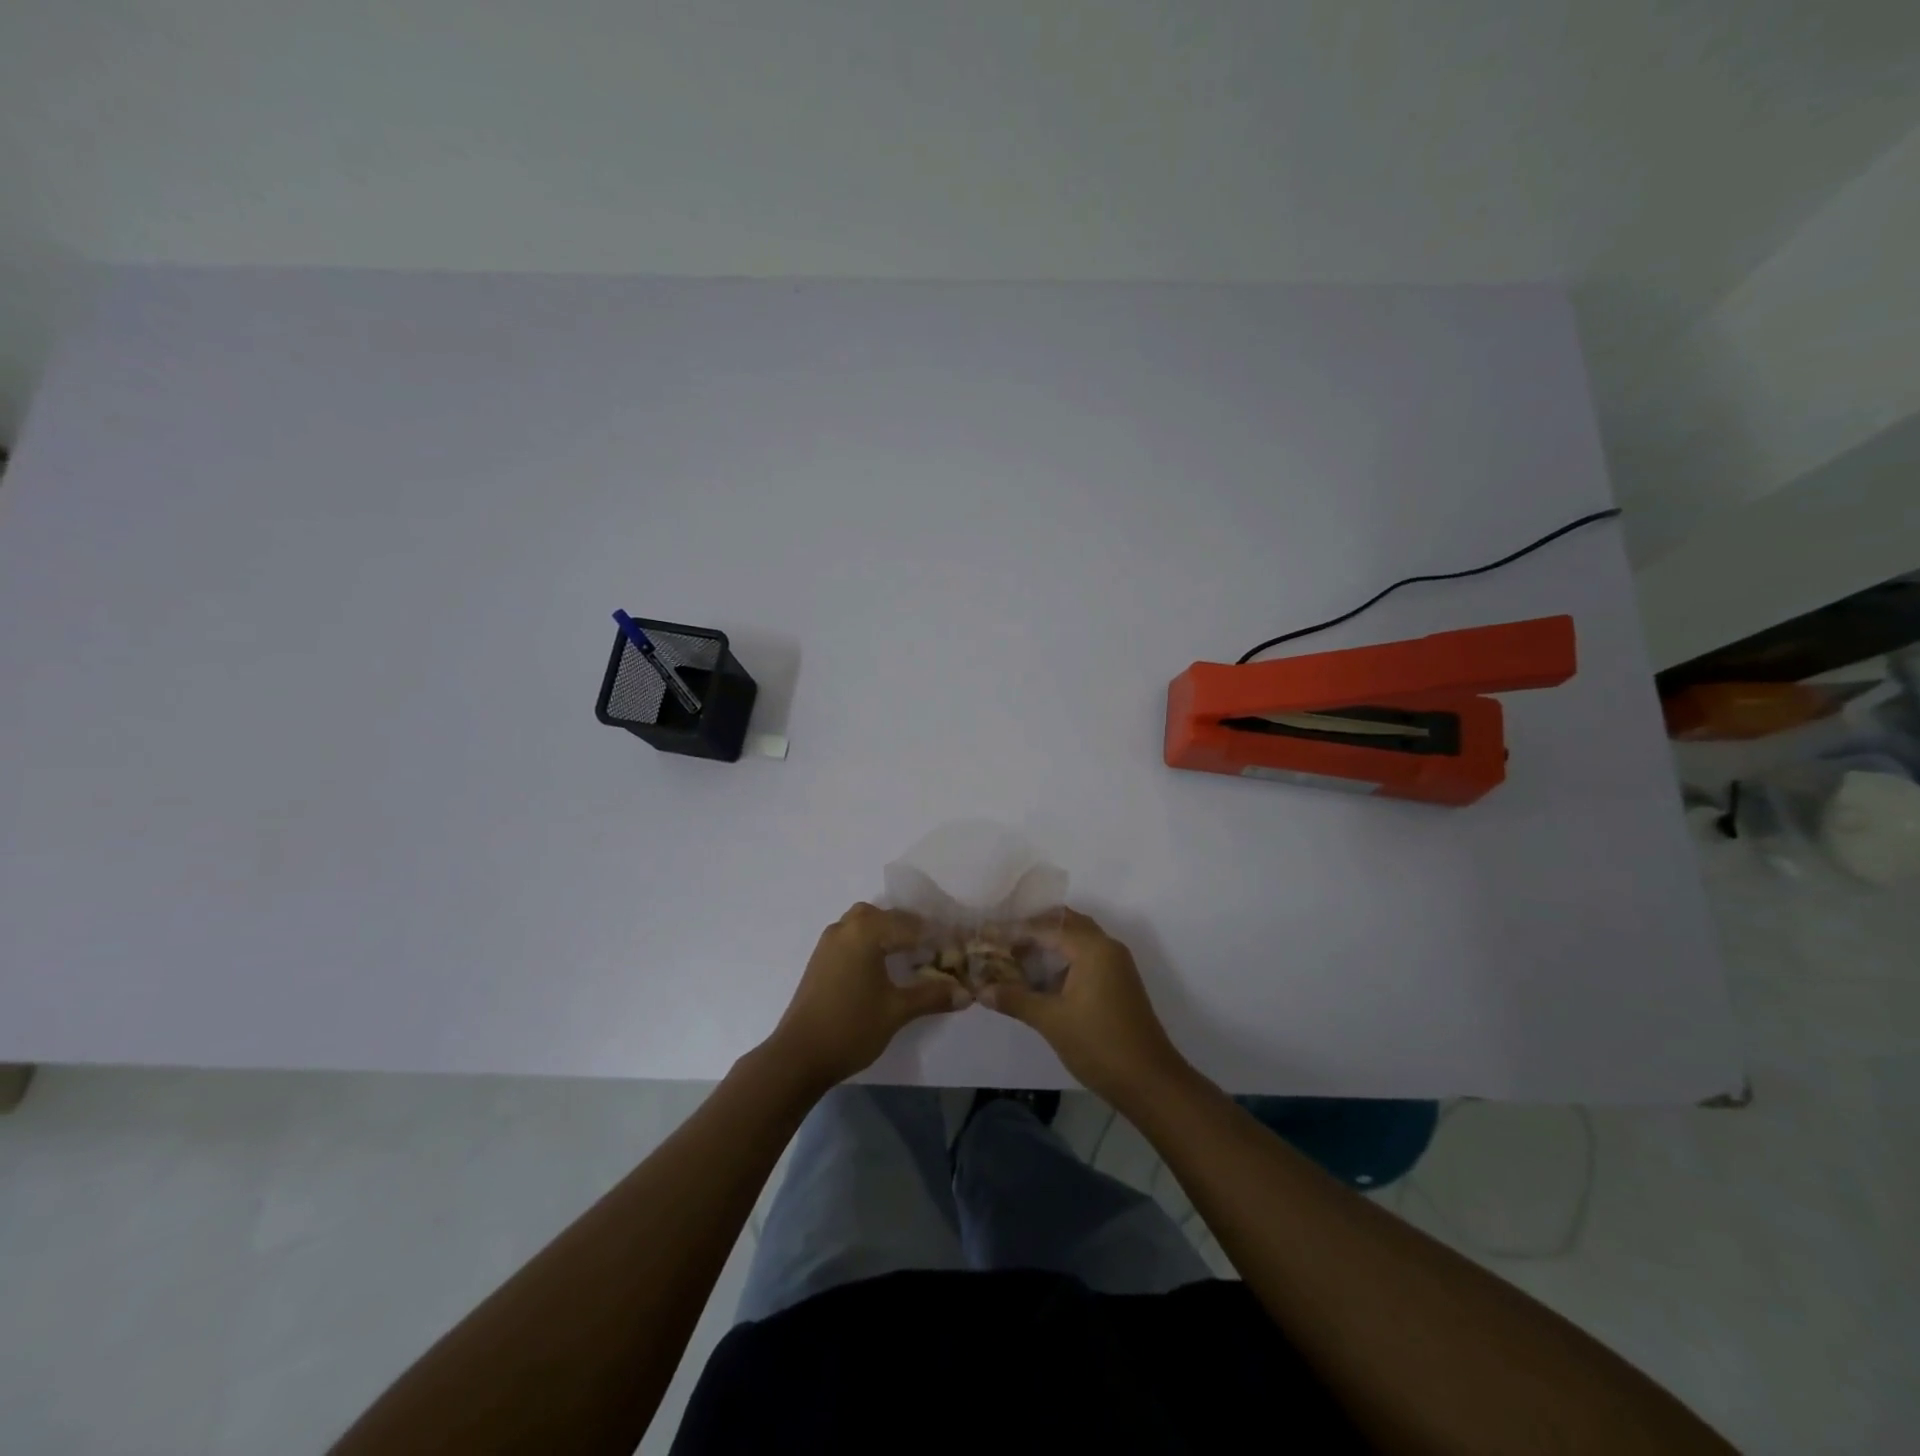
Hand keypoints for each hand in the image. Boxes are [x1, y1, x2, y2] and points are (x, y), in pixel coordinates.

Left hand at [766, 904, 970, 1090]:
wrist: (798, 1056)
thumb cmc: (851, 1027)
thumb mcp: (897, 1011)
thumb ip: (933, 996)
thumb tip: (968, 993)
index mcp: (866, 931)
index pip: (912, 925)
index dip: (937, 937)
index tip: (958, 950)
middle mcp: (846, 927)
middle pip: (887, 917)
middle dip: (912, 930)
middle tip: (934, 952)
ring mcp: (829, 942)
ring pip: (866, 924)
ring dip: (889, 934)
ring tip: (910, 957)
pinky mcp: (821, 959)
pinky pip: (853, 937)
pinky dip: (872, 943)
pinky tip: (884, 967)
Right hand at [979, 908, 1189, 1104]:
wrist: (1150, 1082)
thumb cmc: (1099, 1044)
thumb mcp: (1051, 1021)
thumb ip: (1015, 999)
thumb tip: (981, 989)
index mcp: (1093, 948)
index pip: (1047, 926)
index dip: (1015, 929)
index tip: (987, 934)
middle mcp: (1107, 947)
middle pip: (1065, 923)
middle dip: (1033, 928)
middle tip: (1001, 938)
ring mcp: (1115, 965)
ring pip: (1077, 940)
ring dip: (1048, 943)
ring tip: (1014, 955)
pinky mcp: (1117, 982)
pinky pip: (1085, 957)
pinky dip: (1062, 959)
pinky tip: (1040, 977)